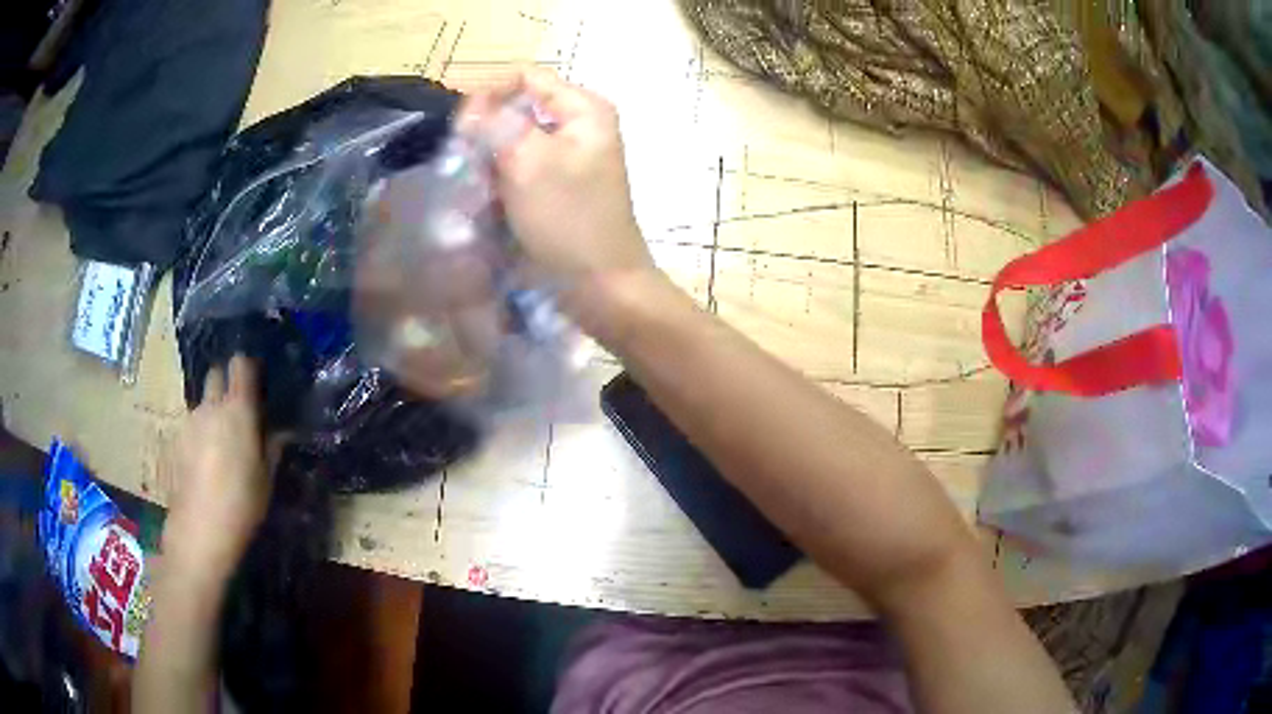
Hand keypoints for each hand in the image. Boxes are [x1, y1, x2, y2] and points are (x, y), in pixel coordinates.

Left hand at [162, 355, 270, 585]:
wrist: (200, 528)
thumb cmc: (242, 503)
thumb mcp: (266, 479)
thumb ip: (272, 448)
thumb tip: (281, 431)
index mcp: (238, 409)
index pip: (240, 364)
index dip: (247, 367)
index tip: (256, 381)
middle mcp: (212, 406)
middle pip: (215, 374)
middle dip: (225, 383)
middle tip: (237, 408)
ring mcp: (191, 420)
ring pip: (203, 401)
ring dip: (213, 410)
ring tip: (222, 441)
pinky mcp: (177, 438)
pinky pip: (193, 424)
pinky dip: (201, 432)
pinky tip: (206, 460)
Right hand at [459, 68, 654, 284]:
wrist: (599, 285)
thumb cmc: (569, 220)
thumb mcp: (529, 162)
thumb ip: (497, 124)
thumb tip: (471, 108)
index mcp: (583, 109)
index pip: (525, 77)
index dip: (488, 94)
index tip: (460, 128)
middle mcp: (577, 126)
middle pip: (515, 111)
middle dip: (486, 137)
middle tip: (467, 168)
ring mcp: (565, 158)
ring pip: (510, 143)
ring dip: (488, 166)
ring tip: (478, 194)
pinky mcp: (553, 187)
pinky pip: (516, 172)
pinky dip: (498, 185)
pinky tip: (488, 208)